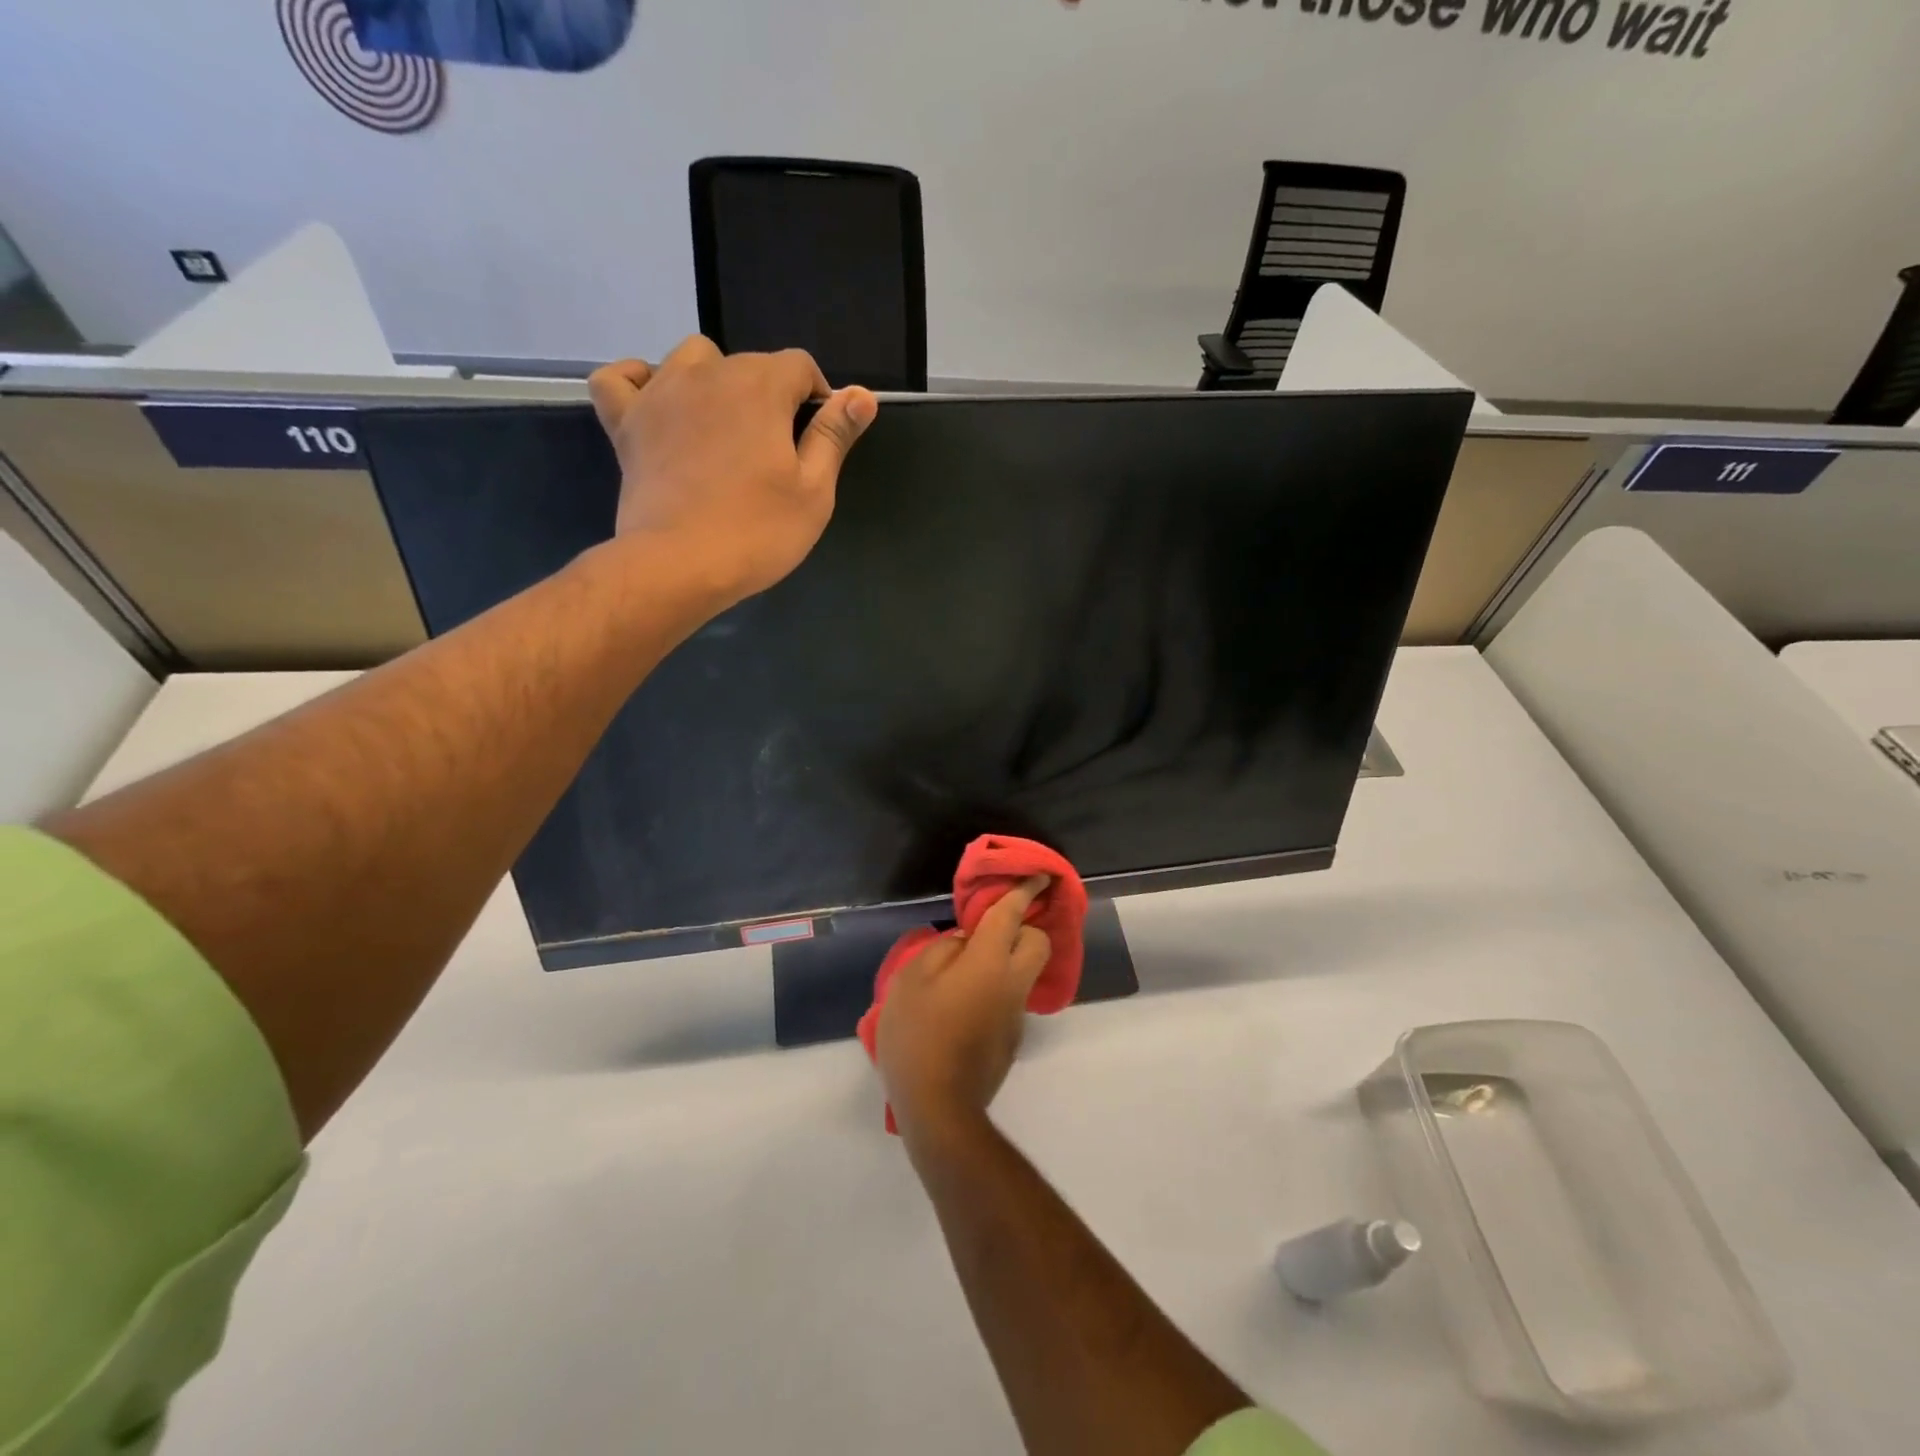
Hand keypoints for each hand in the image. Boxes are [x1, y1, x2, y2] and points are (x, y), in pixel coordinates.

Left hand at [588, 337, 877, 610]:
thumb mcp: (814, 491)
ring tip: (723, 427)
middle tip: (775, 453)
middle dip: (770, 396)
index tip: (818, 437)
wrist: (680, 565)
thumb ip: (834, 435)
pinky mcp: (627, 422)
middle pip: (749, 364)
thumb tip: (862, 394)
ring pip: (691, 359)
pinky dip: (638, 382)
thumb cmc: (758, 532)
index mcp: (761, 387)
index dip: (817, 396)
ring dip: (713, 381)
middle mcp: (709, 374)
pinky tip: (656, 402)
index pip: (800, 366)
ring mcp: (661, 394)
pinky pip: (620, 379)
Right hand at [878, 876, 1052, 1148]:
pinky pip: (1010, 999)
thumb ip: (942, 950)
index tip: (1038, 876)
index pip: (1012, 915)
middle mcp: (1012, 984)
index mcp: (988, 962)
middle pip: (1038, 943)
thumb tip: (964, 943)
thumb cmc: (918, 1036)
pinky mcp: (1011, 1040)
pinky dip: (995, 991)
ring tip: (964, 974)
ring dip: (1007, 962)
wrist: (938, 1109)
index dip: (1025, 891)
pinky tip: (962, 1009)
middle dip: (1025, 928)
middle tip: (992, 931)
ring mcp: (1016, 1015)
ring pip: (1024, 973)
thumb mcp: (911, 981)